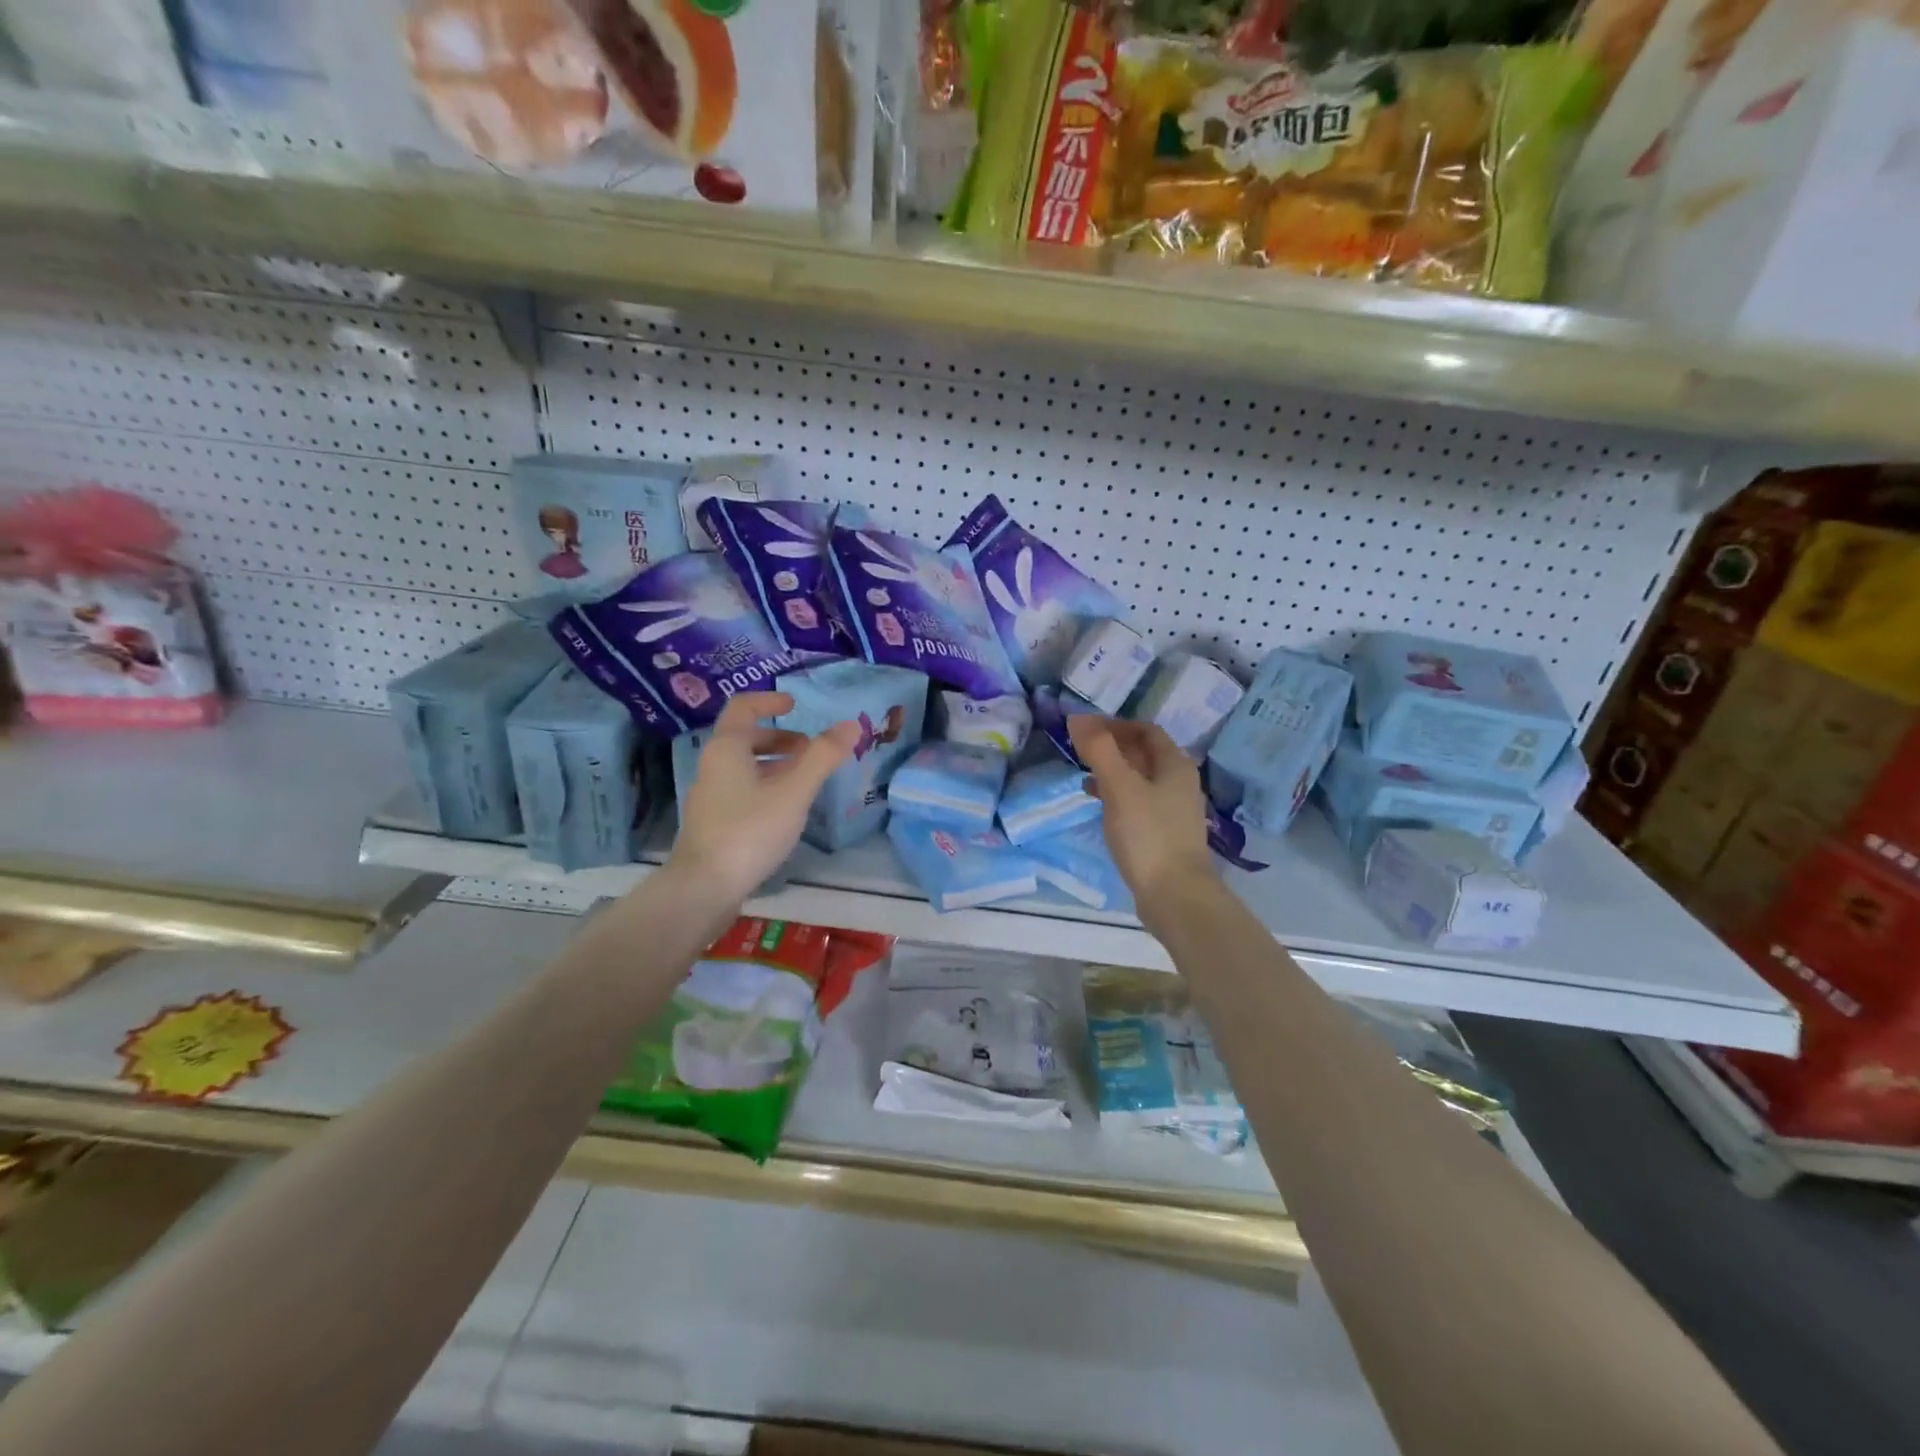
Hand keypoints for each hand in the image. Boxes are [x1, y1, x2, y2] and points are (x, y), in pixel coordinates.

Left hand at [670, 693, 858, 904]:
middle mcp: (713, 766)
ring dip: (776, 765)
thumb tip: (851, 724)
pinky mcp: (713, 824)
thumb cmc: (749, 830)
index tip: (796, 705)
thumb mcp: (793, 791)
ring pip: (744, 768)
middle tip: (811, 750)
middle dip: (781, 738)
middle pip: (746, 738)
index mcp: (727, 748)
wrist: (703, 888)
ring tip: (806, 781)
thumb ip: (823, 757)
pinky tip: (786, 811)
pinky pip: (742, 791)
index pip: (743, 707)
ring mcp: (710, 797)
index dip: (770, 700)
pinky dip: (766, 788)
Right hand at [1068, 716, 1214, 918]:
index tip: (1085, 730)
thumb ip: (1099, 750)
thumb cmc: (1148, 835)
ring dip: (1112, 772)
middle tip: (1080, 751)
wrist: (1175, 896)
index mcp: (1175, 765)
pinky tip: (1099, 806)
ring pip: (1139, 779)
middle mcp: (1179, 782)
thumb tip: (1077, 717)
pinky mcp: (1163, 833)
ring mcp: (1173, 810)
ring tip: (1083, 776)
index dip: (1115, 725)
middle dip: (1112, 748)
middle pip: (1144, 754)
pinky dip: (1117, 796)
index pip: (1145, 730)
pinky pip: (1137, 803)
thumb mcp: (1119, 787)